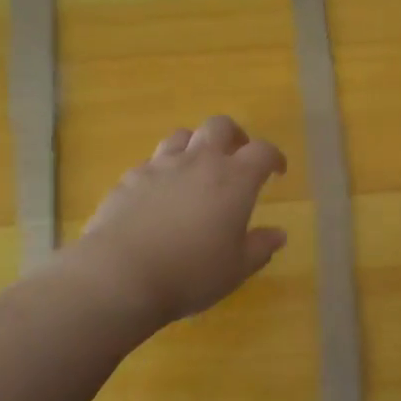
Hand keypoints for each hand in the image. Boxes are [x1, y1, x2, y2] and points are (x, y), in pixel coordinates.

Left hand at [72, 115, 287, 324]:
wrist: (121, 274)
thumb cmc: (191, 273)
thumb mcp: (236, 269)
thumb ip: (260, 247)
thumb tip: (279, 234)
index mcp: (233, 179)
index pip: (262, 151)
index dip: (273, 157)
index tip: (276, 171)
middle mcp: (198, 162)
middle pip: (220, 126)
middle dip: (233, 136)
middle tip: (236, 155)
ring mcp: (160, 166)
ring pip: (181, 135)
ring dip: (195, 145)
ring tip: (196, 168)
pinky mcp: (129, 178)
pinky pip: (151, 162)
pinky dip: (163, 170)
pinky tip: (160, 193)